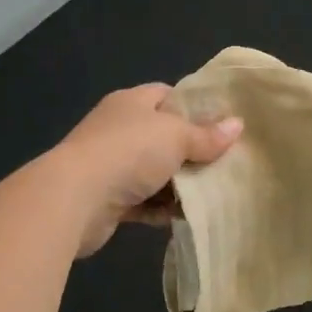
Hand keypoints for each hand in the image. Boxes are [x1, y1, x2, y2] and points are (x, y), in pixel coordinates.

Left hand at [53, 84, 242, 257]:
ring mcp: (111, 165)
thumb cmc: (128, 153)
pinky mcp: (109, 199)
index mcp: (132, 102)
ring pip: (155, 171)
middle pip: (164, 136)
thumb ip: (207, 135)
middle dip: (192, 150)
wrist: (74, 199)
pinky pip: (144, 202)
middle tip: (226, 163)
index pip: (167, 95)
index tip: (223, 123)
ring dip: (179, 184)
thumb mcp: (175, 137)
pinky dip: (162, 209)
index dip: (195, 106)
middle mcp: (119, 129)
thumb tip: (237, 125)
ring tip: (214, 193)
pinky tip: (187, 216)